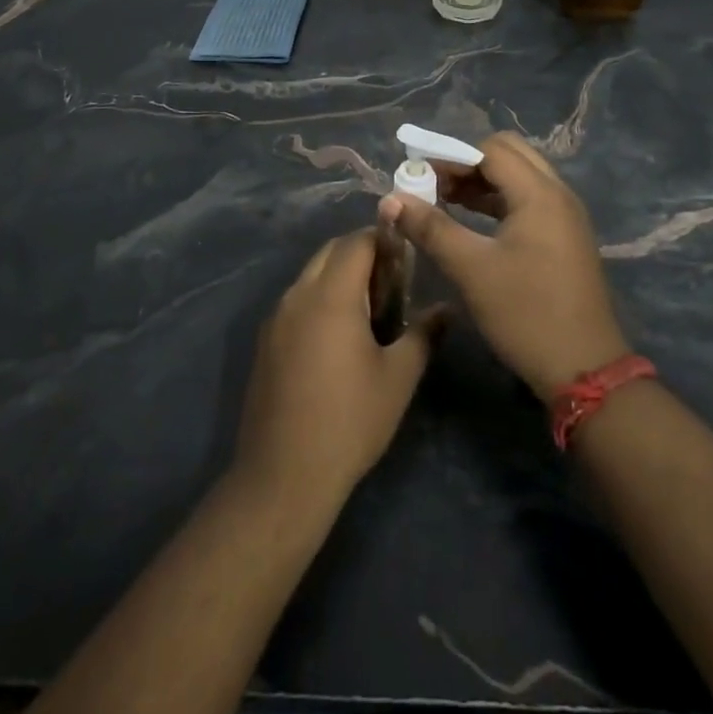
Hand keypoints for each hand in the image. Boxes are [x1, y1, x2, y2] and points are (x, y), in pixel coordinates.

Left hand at [232, 231, 440, 506]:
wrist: (284, 474)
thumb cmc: (350, 420)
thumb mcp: (399, 377)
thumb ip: (424, 334)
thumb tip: (447, 308)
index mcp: (331, 296)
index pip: (356, 242)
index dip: (383, 239)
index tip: (407, 256)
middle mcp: (297, 296)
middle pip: (330, 252)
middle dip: (361, 254)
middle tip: (393, 282)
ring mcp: (275, 318)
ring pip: (310, 276)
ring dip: (338, 276)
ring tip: (370, 309)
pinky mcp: (265, 342)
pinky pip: (296, 302)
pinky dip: (319, 299)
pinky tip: (338, 337)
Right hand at [381, 132, 630, 397]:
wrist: (583, 369)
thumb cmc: (525, 313)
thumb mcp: (471, 269)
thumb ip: (430, 228)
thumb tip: (391, 199)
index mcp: (539, 194)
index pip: (491, 150)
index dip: (451, 156)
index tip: (418, 173)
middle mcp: (557, 195)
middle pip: (509, 155)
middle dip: (467, 163)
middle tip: (433, 184)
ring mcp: (564, 217)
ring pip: (519, 178)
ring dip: (481, 182)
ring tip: (442, 200)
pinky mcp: (564, 238)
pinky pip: (527, 201)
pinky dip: (497, 202)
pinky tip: (469, 221)